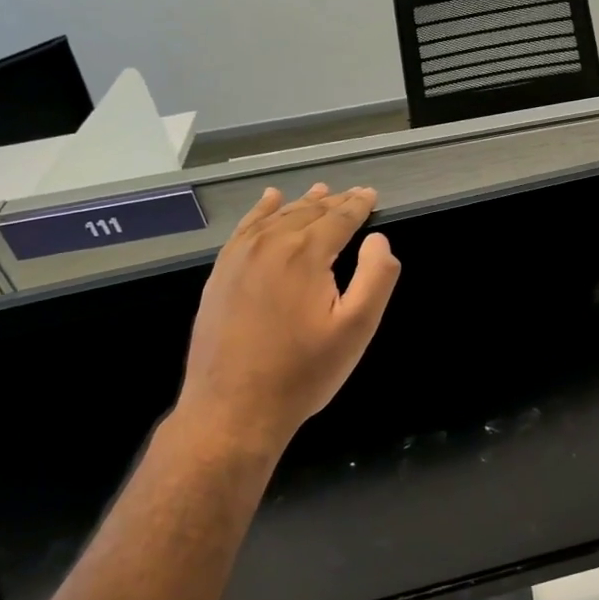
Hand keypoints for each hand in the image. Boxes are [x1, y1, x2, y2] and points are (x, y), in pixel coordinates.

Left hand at [174, 184, 399, 462]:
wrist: (233, 407)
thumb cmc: (303, 372)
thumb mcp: (356, 329)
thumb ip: (375, 277)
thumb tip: (378, 240)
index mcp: (306, 253)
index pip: (339, 218)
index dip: (358, 205)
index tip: (371, 194)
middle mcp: (270, 244)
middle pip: (308, 212)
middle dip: (334, 202)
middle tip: (353, 194)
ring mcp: (239, 257)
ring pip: (277, 217)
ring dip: (301, 203)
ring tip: (319, 192)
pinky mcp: (221, 274)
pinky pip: (245, 229)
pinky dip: (261, 212)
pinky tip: (269, 203)